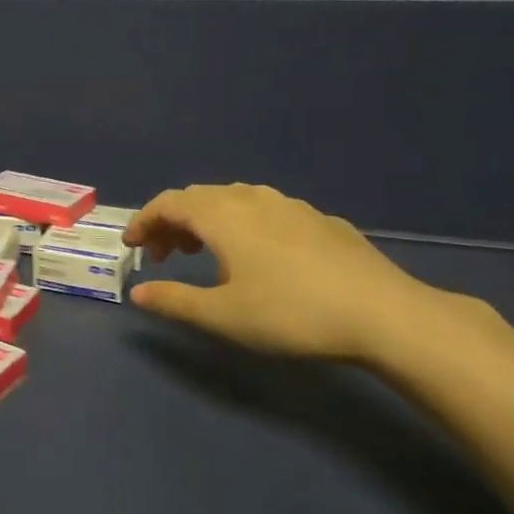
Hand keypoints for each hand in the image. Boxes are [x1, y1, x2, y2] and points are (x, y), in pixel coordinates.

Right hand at [124, 184, 440, 362]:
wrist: (382, 313)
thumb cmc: (290, 314)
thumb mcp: (222, 315)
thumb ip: (174, 301)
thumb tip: (138, 292)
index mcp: (222, 215)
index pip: (168, 203)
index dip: (144, 221)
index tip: (131, 246)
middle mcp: (252, 198)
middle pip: (198, 197)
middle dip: (172, 221)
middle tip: (163, 255)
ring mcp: (290, 205)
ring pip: (233, 199)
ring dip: (207, 220)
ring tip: (204, 252)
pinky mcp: (319, 220)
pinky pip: (265, 209)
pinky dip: (242, 223)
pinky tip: (257, 255)